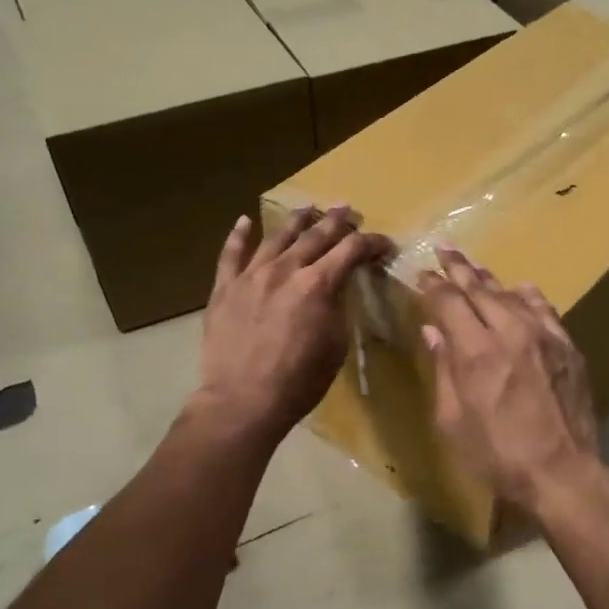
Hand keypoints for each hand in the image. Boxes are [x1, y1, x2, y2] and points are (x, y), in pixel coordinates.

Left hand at [196, 205, 394, 443]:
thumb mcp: (335, 346)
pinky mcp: (224, 288)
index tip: (384, 243)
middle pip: (315, 236)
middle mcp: (285, 270)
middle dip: (336, 222)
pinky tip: (244, 221)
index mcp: (318, 285)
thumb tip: (336, 290)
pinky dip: (238, 235)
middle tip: (347, 210)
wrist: (243, 400)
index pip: (351, 250)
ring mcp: (251, 276)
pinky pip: (231, 254)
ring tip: (308, 208)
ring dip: (295, 221)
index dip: (371, 243)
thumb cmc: (299, 381)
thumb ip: (337, 309)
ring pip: (276, 237)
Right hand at [418, 249, 603, 515]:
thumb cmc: (497, 455)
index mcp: (475, 351)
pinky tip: (523, 289)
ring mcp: (544, 336)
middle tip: (444, 249)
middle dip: (458, 268)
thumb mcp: (453, 421)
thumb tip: (432, 331)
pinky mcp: (567, 347)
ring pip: (513, 295)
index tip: (421, 275)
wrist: (563, 472)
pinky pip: (545, 310)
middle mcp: (509, 332)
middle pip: (480, 289)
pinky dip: (529, 296)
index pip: (449, 302)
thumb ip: (443, 369)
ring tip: (475, 268)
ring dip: (491, 279)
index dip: (432, 286)